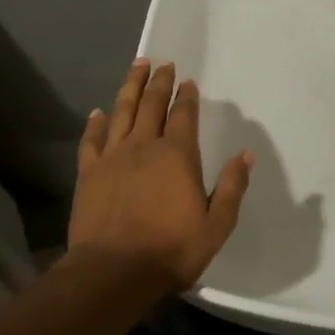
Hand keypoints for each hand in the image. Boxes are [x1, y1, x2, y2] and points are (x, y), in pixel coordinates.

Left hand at [69, 60, 253, 292]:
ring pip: (121, 112)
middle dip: (159, 82)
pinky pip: (91, 140)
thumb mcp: (216, 224)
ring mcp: (113, 157)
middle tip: (162, 63)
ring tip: (136, 66)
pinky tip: (98, 112)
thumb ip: (232, 187)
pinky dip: (95, 123)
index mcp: (177, 155)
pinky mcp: (88, 173)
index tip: (187, 81)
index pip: (183, 115)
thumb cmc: (171, 250)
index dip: (186, 96)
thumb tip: (246, 154)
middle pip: (151, 105)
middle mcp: (144, 146)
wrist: (114, 271)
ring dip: (130, 87)